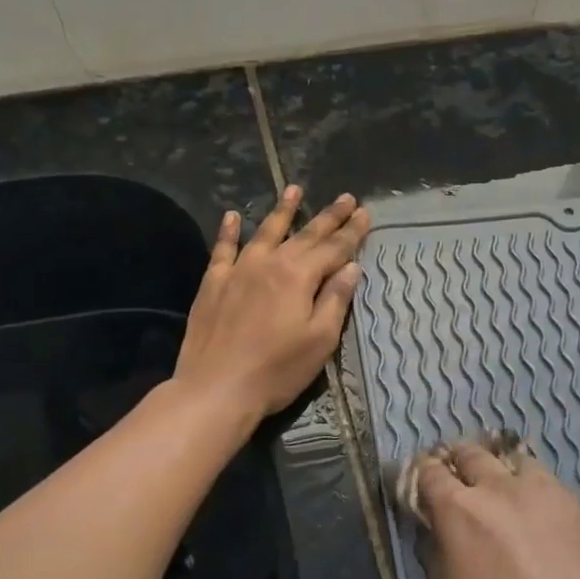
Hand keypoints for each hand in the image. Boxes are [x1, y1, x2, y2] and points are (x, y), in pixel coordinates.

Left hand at [174, 186, 369, 424]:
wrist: (216, 389)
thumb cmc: (277, 370)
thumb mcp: (320, 340)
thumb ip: (335, 299)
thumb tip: (351, 266)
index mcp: (299, 276)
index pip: (334, 248)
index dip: (352, 231)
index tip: (366, 213)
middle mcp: (270, 263)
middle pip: (305, 235)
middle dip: (328, 216)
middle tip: (346, 198)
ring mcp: (238, 270)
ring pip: (265, 232)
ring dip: (283, 211)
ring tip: (294, 189)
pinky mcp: (213, 284)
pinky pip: (223, 249)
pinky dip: (230, 231)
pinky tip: (233, 216)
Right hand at [411, 440, 579, 578]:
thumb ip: (443, 552)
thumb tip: (442, 531)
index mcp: (463, 510)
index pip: (431, 471)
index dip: (423, 476)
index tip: (423, 486)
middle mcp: (504, 488)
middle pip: (472, 453)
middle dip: (460, 464)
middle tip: (462, 486)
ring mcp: (550, 493)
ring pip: (518, 463)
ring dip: (505, 476)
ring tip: (509, 503)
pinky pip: (554, 491)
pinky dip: (542, 501)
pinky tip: (550, 534)